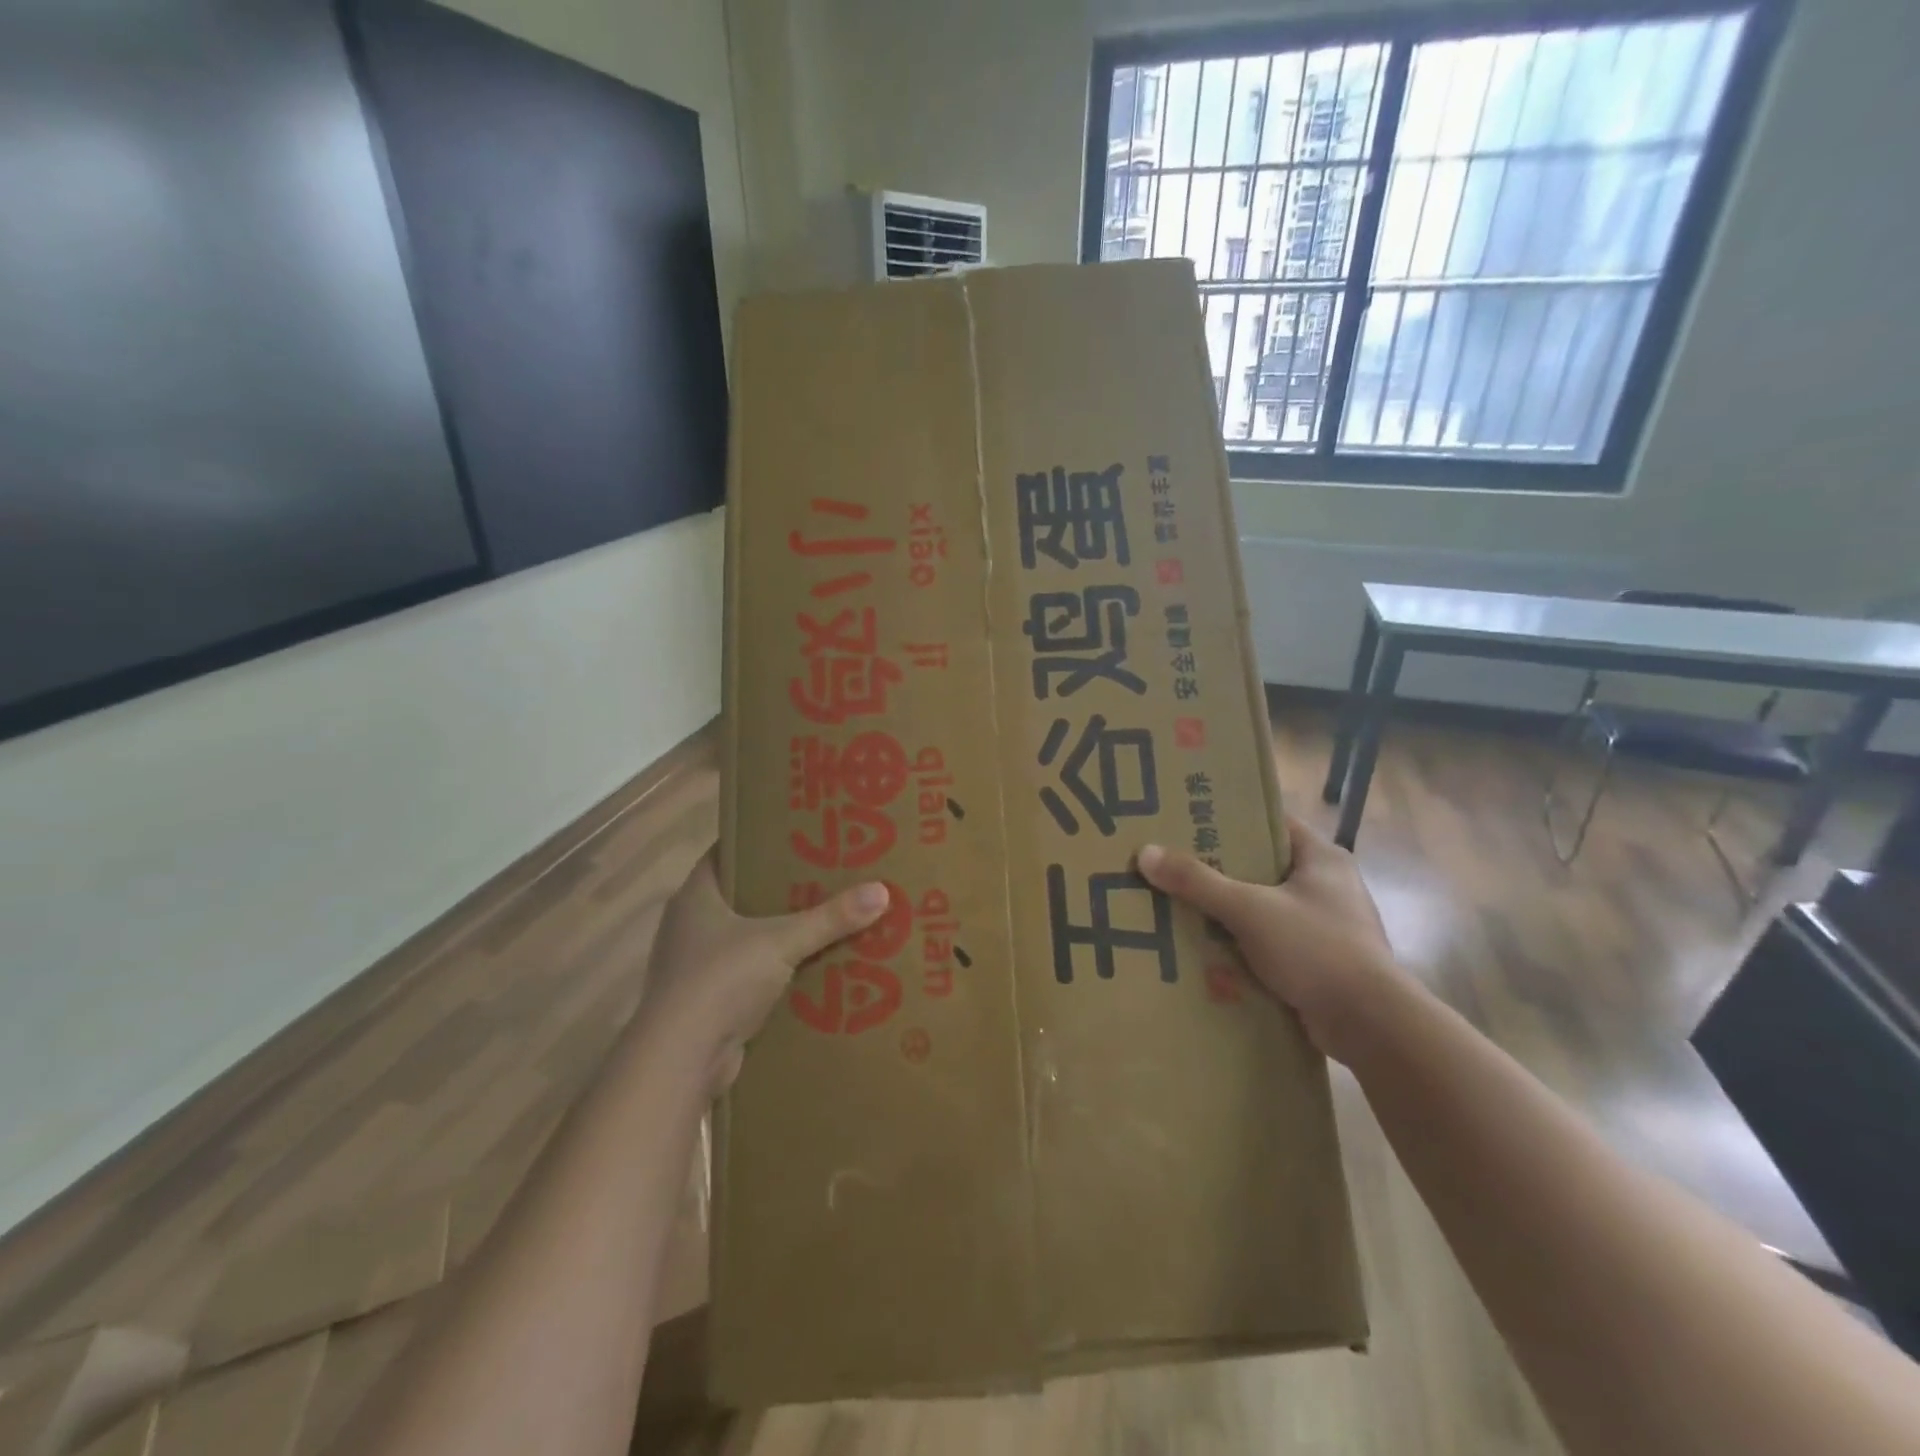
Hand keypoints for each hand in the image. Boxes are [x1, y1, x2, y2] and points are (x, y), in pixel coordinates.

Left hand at [636, 849, 889, 1093]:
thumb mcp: (782, 941)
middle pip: (740, 895)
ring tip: (825, 920)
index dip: (758, 842)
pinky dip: (774, 971)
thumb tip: (882, 891)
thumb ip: (830, 918)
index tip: (797, 835)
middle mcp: (689, 925)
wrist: (681, 1061)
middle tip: (825, 876)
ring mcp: (694, 965)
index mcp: (695, 896)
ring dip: (778, 933)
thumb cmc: (720, 981)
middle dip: (779, 889)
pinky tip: (809, 969)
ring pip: (745, 937)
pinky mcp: (706, 1002)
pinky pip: (748, 974)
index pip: (725, 853)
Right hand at [1137, 815, 1405, 1063]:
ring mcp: (1328, 925)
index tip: (1188, 823)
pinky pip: (1273, 944)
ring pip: (1265, 909)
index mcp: (1322, 857)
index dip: (1230, 820)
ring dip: (1229, 914)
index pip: (1270, 823)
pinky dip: (1245, 947)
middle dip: (1220, 872)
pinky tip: (1210, 953)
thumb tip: (1146, 853)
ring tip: (1182, 910)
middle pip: (1262, 867)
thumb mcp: (1248, 909)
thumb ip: (1198, 881)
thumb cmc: (1315, 948)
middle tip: (1174, 869)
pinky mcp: (1322, 962)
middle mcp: (1329, 885)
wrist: (1371, 1025)